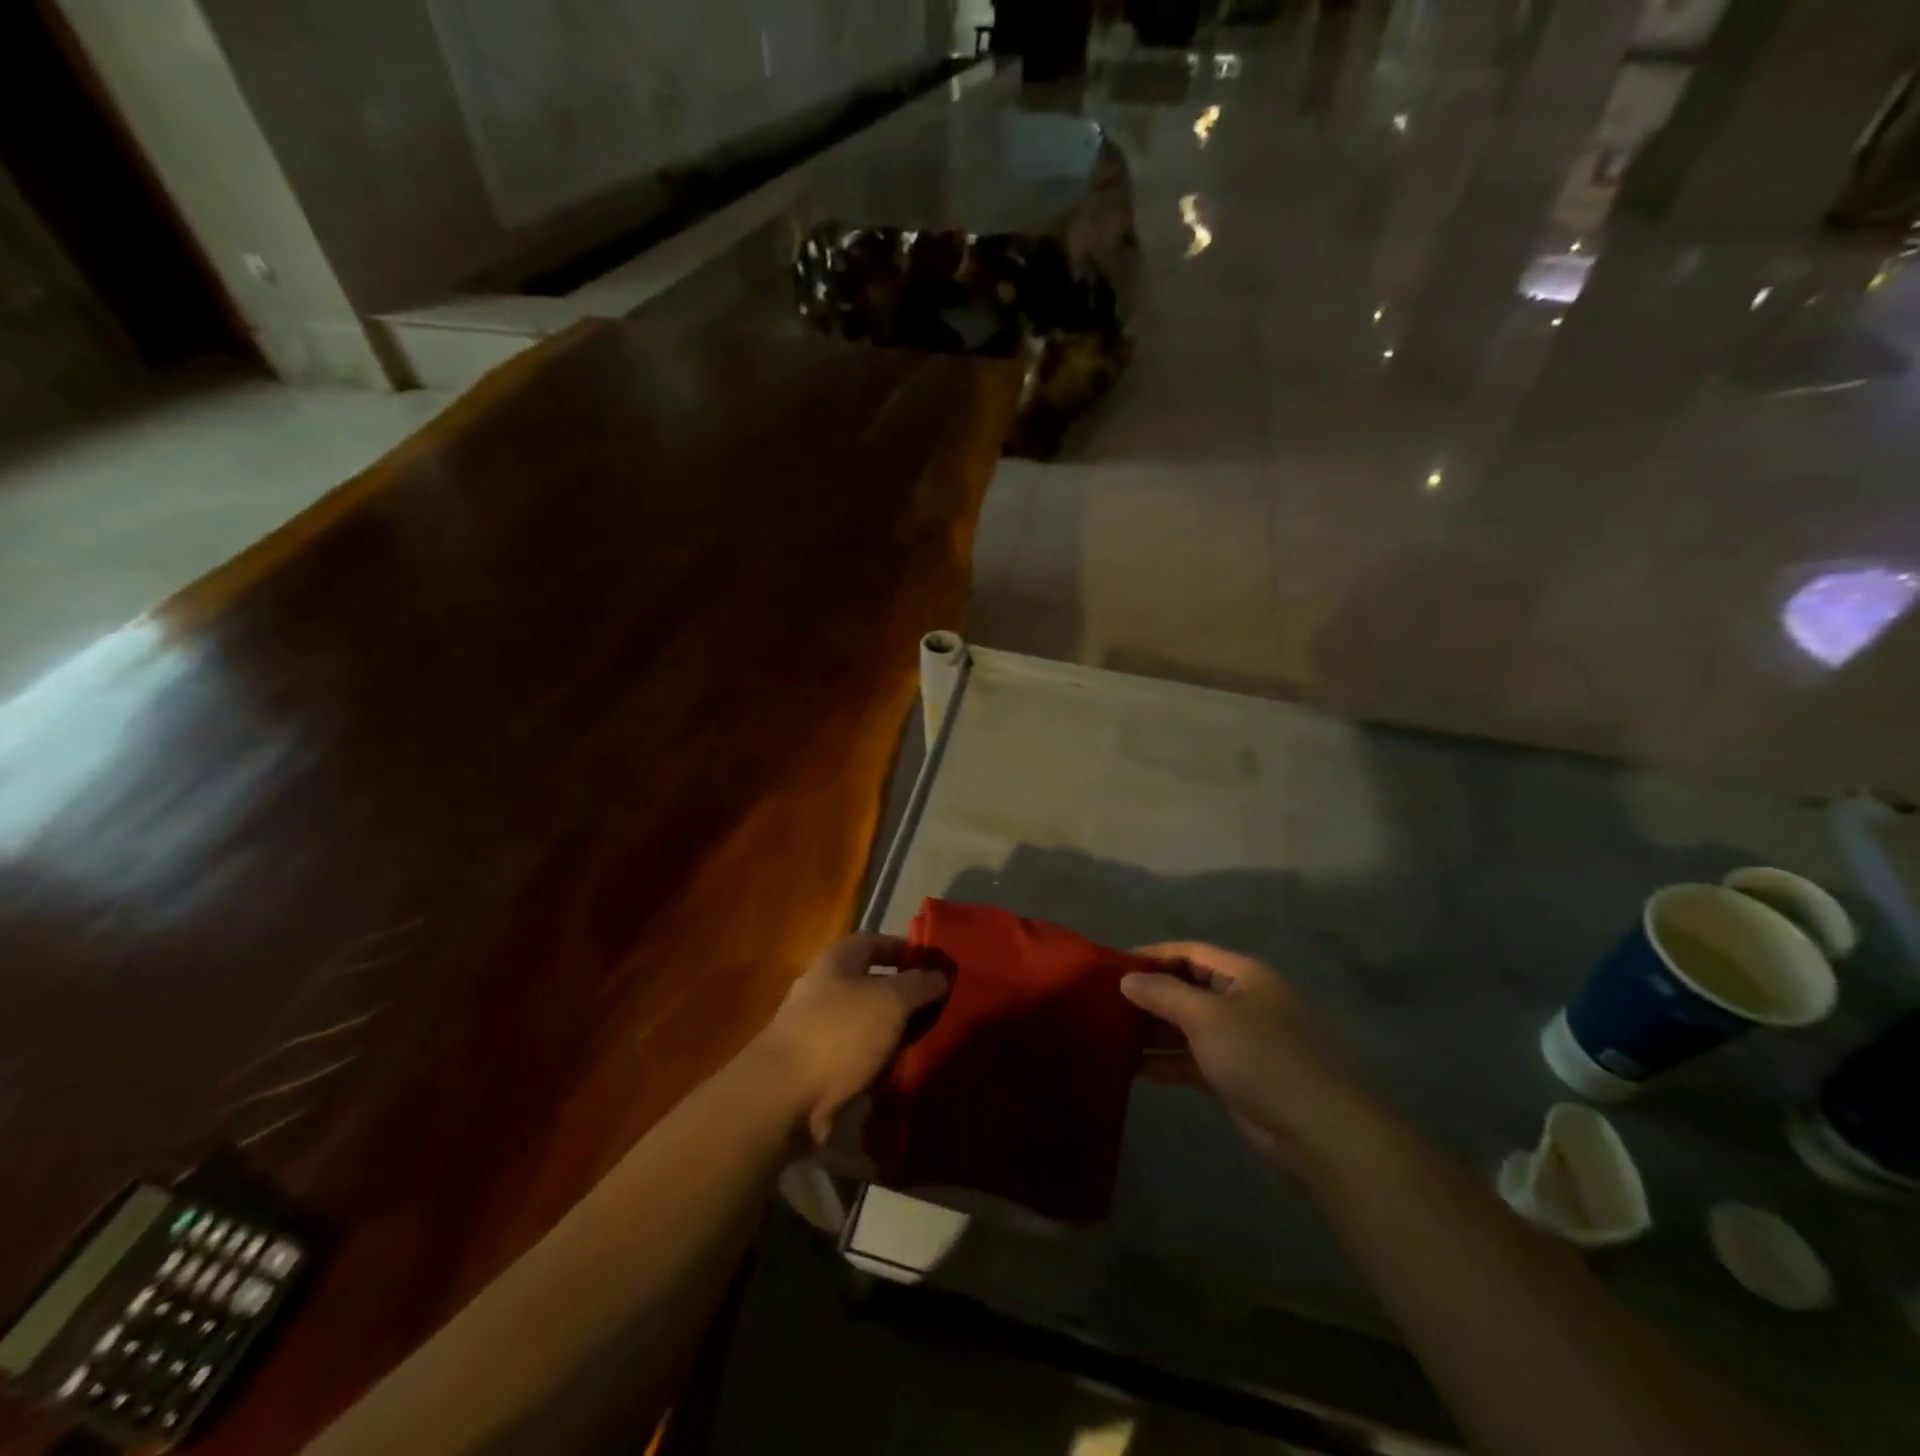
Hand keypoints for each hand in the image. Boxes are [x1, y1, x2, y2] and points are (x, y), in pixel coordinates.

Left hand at [752, 933, 948, 1145]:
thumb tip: (940, 976)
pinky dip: (878, 1064)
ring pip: (866, 1024)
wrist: (782, 1099)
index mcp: (836, 962)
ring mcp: (816, 1031)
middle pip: (871, 984)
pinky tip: (903, 1074)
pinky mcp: (816, 1070)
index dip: (904, 948)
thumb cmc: (839, 1034)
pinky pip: (857, 1059)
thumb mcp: (891, 1001)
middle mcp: (823, 990)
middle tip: (940, 1008)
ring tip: (929, 1042)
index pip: (874, 941)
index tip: (935, 964)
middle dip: (904, 996)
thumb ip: (919, 985)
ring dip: (893, 1033)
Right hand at [1123, 943, 1388, 1175]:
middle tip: (1103, 1002)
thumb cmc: (1261, 1057)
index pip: (1189, 952)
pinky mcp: (1235, 1075)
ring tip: (1109, 1035)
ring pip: (1186, 1026)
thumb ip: (1163, 994)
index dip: (1152, 955)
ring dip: (1152, 1030)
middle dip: (1148, 995)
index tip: (1112, 965)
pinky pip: (1192, 1058)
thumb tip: (1126, 978)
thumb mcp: (1207, 1017)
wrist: (1318, 1130)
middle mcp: (1241, 1001)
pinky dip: (1166, 1061)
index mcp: (1242, 976)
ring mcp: (1239, 1040)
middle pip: (1186, 988)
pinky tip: (1132, 1069)